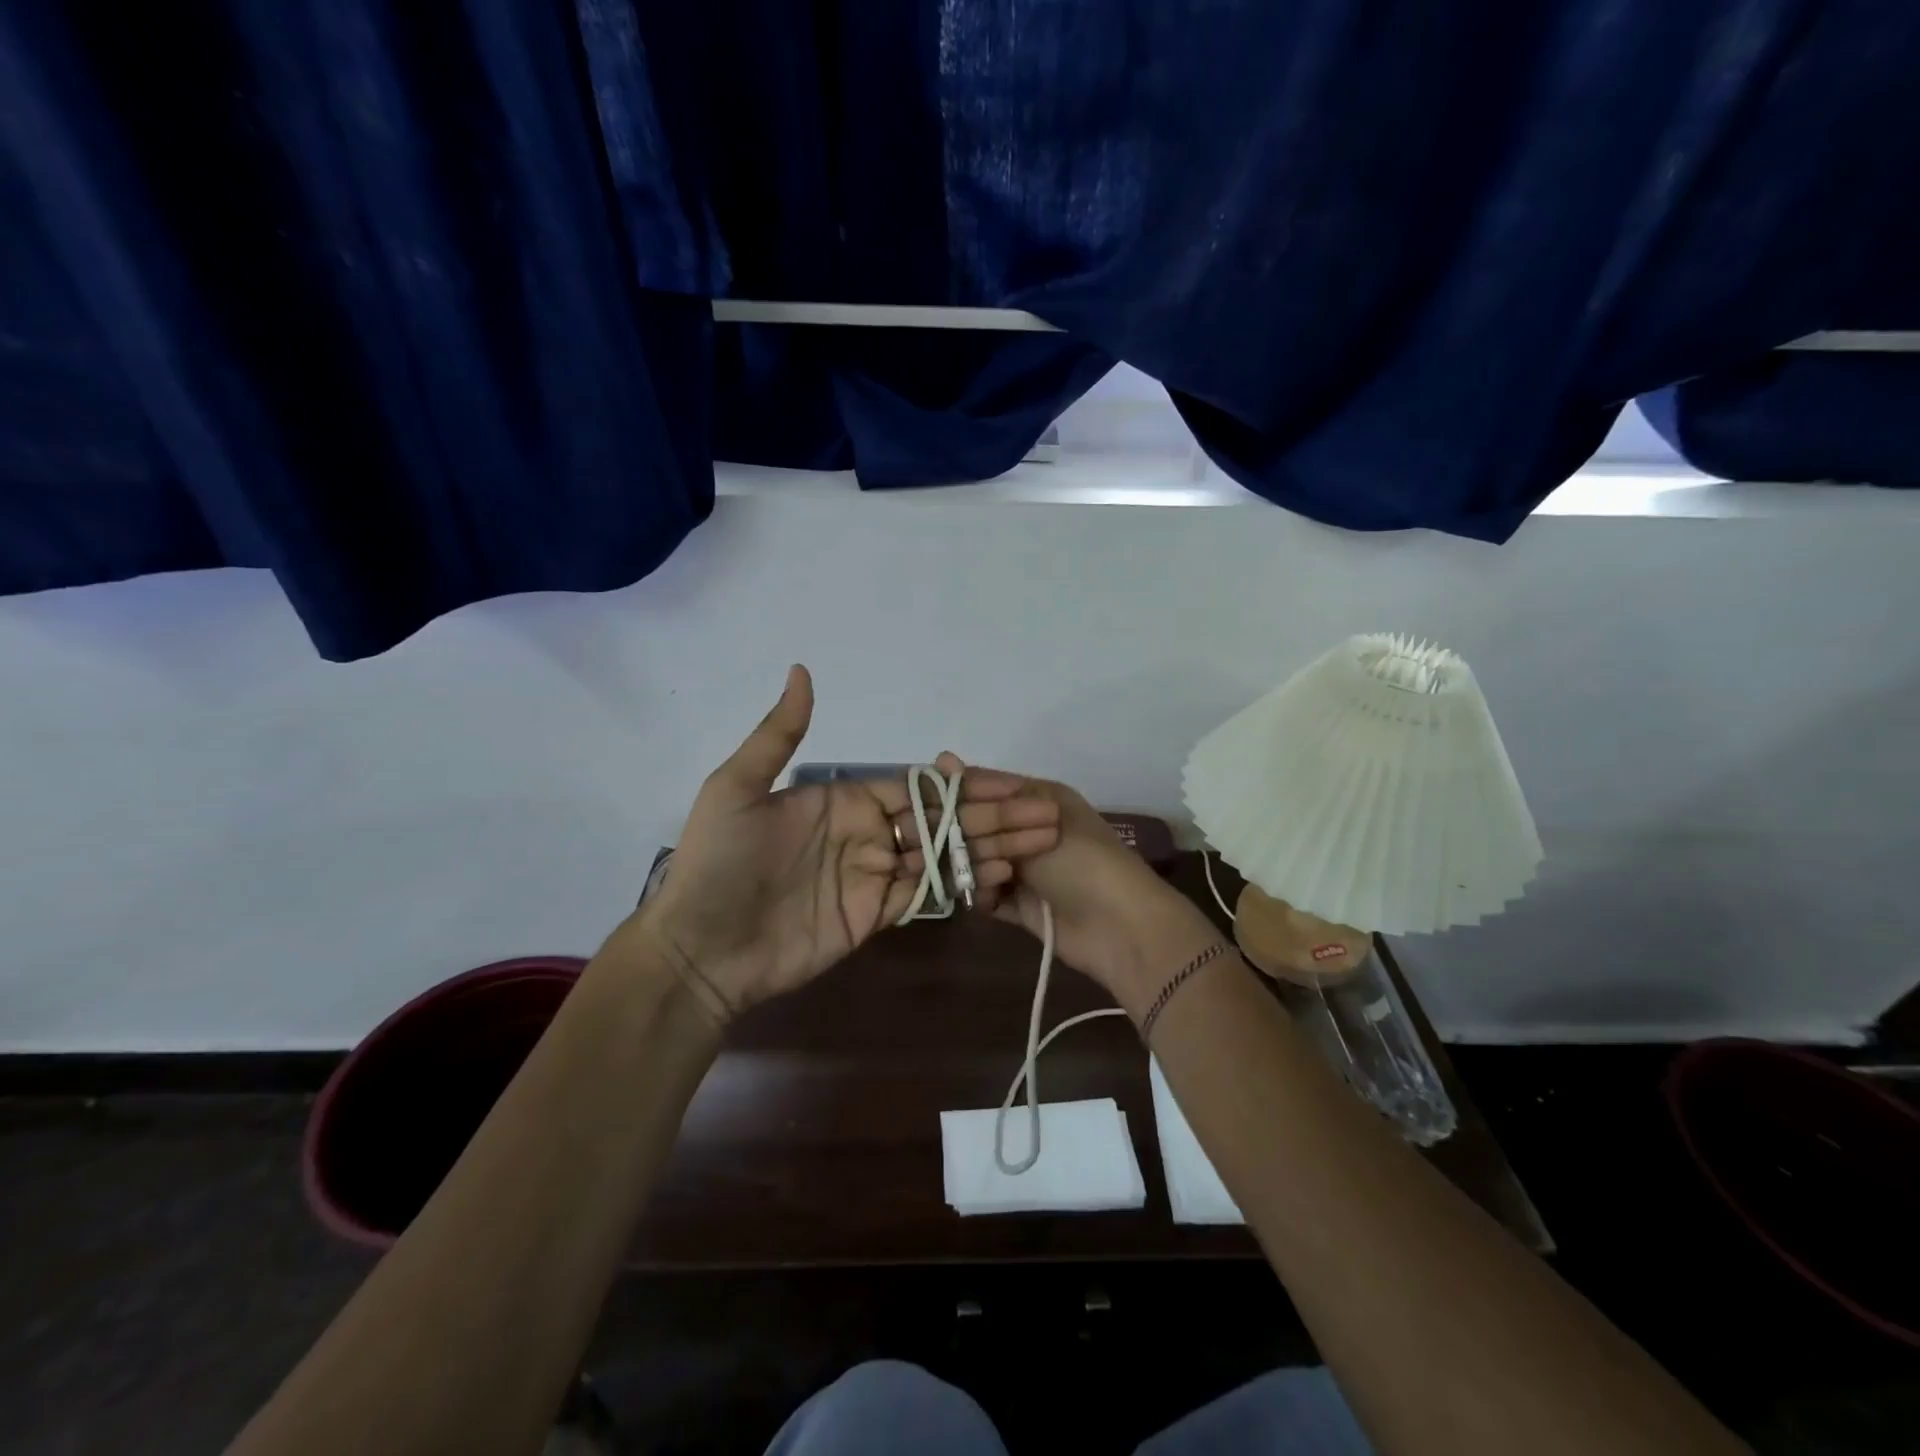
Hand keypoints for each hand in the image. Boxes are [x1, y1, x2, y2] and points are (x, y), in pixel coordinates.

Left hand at [617, 668, 1062, 1019]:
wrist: (698, 949)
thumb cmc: (716, 863)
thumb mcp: (736, 788)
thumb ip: (778, 735)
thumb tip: (802, 669)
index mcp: (845, 799)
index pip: (919, 787)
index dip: (965, 785)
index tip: (1013, 784)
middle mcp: (868, 833)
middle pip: (942, 820)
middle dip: (994, 816)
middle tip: (1046, 814)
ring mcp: (874, 876)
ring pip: (944, 856)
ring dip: (992, 848)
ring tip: (1041, 842)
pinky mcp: (875, 916)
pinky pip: (927, 895)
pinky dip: (965, 885)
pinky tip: (1003, 876)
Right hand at [934, 754, 1224, 1009]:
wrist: (1120, 926)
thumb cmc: (1083, 860)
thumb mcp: (1037, 815)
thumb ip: (987, 795)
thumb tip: (943, 757)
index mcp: (1038, 798)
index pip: (986, 786)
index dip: (958, 791)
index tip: (926, 799)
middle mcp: (1028, 830)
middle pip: (979, 825)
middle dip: (961, 833)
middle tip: (941, 842)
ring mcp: (1025, 869)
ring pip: (979, 860)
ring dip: (971, 866)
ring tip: (967, 870)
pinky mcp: (1021, 906)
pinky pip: (987, 894)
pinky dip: (981, 894)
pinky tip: (981, 896)